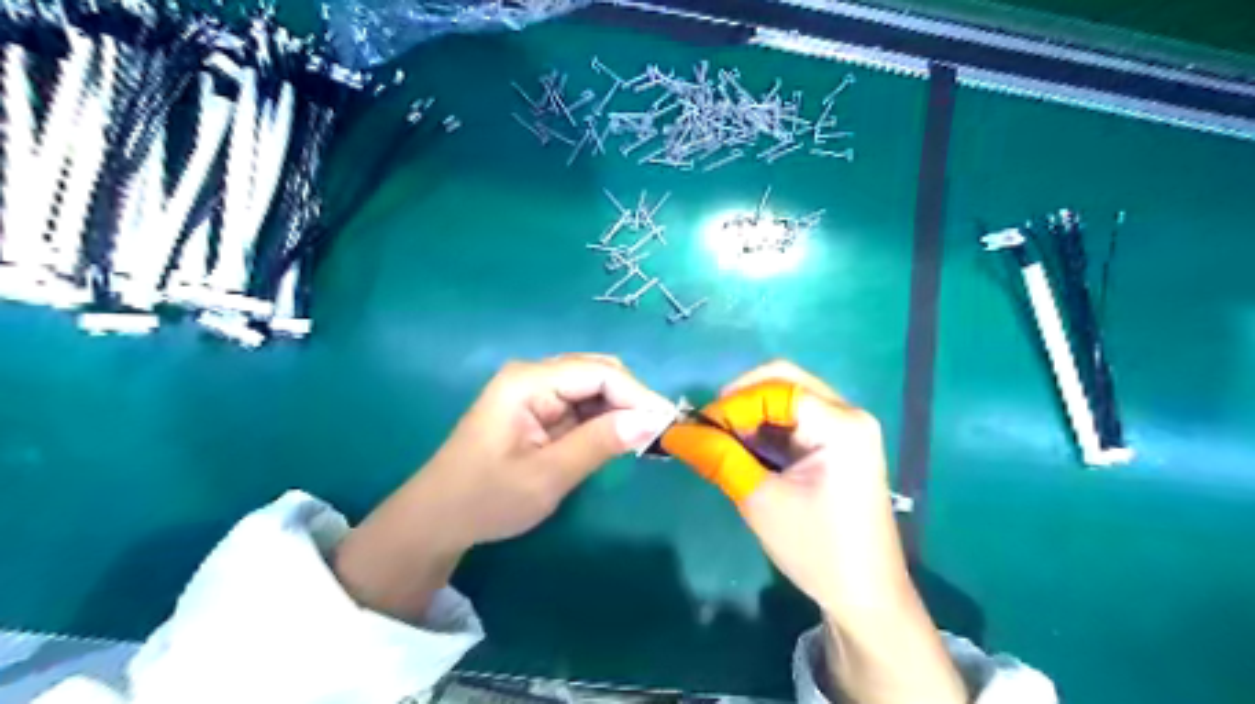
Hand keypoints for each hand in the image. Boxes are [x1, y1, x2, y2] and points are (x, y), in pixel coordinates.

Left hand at [327, 357, 670, 620]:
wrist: (437, 519)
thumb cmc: (486, 499)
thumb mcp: (547, 476)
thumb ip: (600, 443)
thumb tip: (652, 420)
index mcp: (528, 381)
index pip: (598, 373)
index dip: (638, 394)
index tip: (668, 424)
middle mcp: (532, 375)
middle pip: (597, 372)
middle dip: (631, 399)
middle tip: (658, 434)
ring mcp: (534, 391)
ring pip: (592, 387)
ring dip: (620, 409)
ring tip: (644, 438)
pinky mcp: (537, 409)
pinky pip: (581, 404)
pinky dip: (604, 419)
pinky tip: (618, 438)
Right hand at [660, 366, 961, 703]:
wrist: (866, 597)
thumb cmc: (817, 550)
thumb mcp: (759, 500)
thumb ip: (718, 457)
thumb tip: (674, 432)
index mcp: (840, 425)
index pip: (775, 389)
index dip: (732, 403)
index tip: (698, 429)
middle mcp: (849, 414)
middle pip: (784, 382)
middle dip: (740, 401)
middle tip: (709, 429)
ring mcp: (847, 428)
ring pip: (787, 398)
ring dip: (751, 414)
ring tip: (722, 441)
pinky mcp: (840, 444)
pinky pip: (796, 419)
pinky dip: (766, 428)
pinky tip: (746, 449)